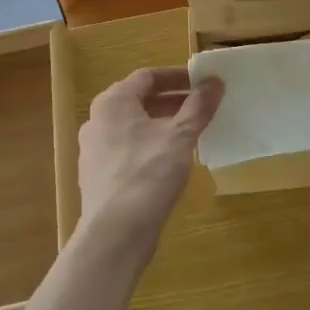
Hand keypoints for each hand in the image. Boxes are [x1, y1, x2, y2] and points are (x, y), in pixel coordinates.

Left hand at [77, 67, 222, 249]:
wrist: (115, 233)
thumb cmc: (148, 173)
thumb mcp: (180, 136)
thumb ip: (198, 107)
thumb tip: (215, 82)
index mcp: (113, 102)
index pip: (147, 76)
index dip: (178, 76)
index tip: (203, 83)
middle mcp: (97, 120)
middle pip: (139, 100)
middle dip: (173, 101)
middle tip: (203, 107)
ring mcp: (94, 150)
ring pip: (134, 127)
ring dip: (163, 124)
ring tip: (193, 132)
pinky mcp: (99, 176)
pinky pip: (129, 149)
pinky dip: (151, 146)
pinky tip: (172, 161)